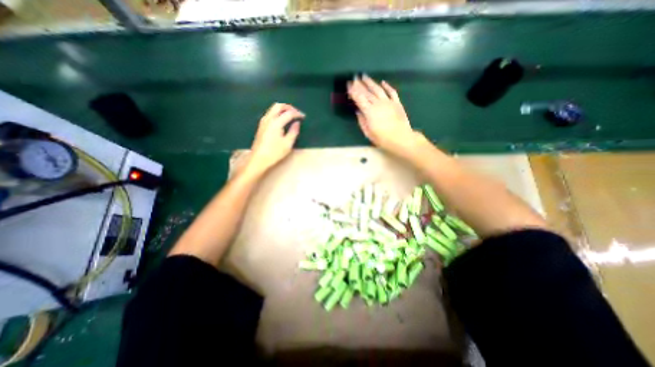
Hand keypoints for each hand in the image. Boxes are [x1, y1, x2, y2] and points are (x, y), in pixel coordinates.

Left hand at [247, 101, 305, 174]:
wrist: (258, 159)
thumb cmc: (274, 153)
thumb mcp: (288, 144)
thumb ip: (294, 132)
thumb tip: (297, 123)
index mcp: (276, 123)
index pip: (288, 113)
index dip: (297, 113)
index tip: (303, 116)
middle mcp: (268, 119)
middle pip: (279, 106)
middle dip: (289, 107)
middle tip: (296, 112)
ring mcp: (263, 121)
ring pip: (273, 108)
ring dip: (282, 109)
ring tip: (290, 115)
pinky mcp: (261, 125)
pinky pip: (270, 113)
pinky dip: (277, 113)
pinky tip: (282, 120)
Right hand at [345, 74, 415, 153]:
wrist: (400, 138)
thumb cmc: (382, 138)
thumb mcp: (368, 132)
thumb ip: (362, 121)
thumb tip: (358, 111)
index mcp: (369, 111)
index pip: (359, 98)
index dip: (353, 91)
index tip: (348, 84)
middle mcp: (378, 103)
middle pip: (367, 92)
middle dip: (359, 84)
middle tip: (354, 77)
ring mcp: (388, 102)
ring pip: (378, 89)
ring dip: (371, 82)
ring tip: (364, 76)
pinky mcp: (397, 103)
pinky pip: (392, 92)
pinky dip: (387, 86)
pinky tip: (383, 82)